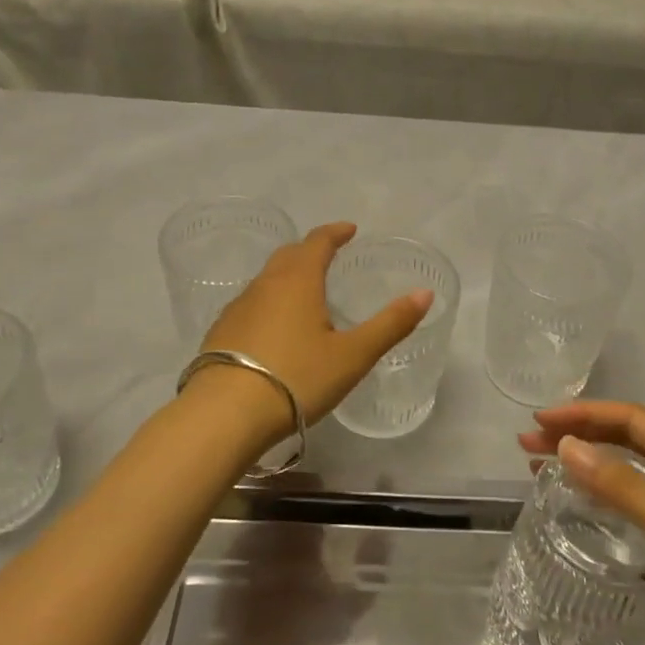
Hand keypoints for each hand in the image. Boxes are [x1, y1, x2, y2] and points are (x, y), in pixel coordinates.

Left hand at [198, 221, 431, 426]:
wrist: (225, 414)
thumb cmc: (296, 378)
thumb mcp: (353, 355)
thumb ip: (390, 324)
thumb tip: (424, 294)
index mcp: (298, 281)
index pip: (317, 242)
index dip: (335, 232)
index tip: (349, 230)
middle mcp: (264, 285)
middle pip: (288, 255)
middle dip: (310, 250)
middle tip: (328, 256)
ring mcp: (237, 308)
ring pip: (266, 280)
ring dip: (287, 276)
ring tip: (305, 292)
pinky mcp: (220, 333)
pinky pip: (250, 305)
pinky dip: (269, 303)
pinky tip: (274, 328)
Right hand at [518, 401, 644, 644]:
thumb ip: (625, 490)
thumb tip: (567, 447)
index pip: (632, 420)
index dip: (585, 415)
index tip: (540, 423)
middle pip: (628, 440)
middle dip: (579, 435)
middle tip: (528, 446)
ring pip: (631, 470)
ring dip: (588, 463)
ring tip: (542, 469)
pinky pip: (638, 501)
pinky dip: (605, 493)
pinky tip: (585, 505)